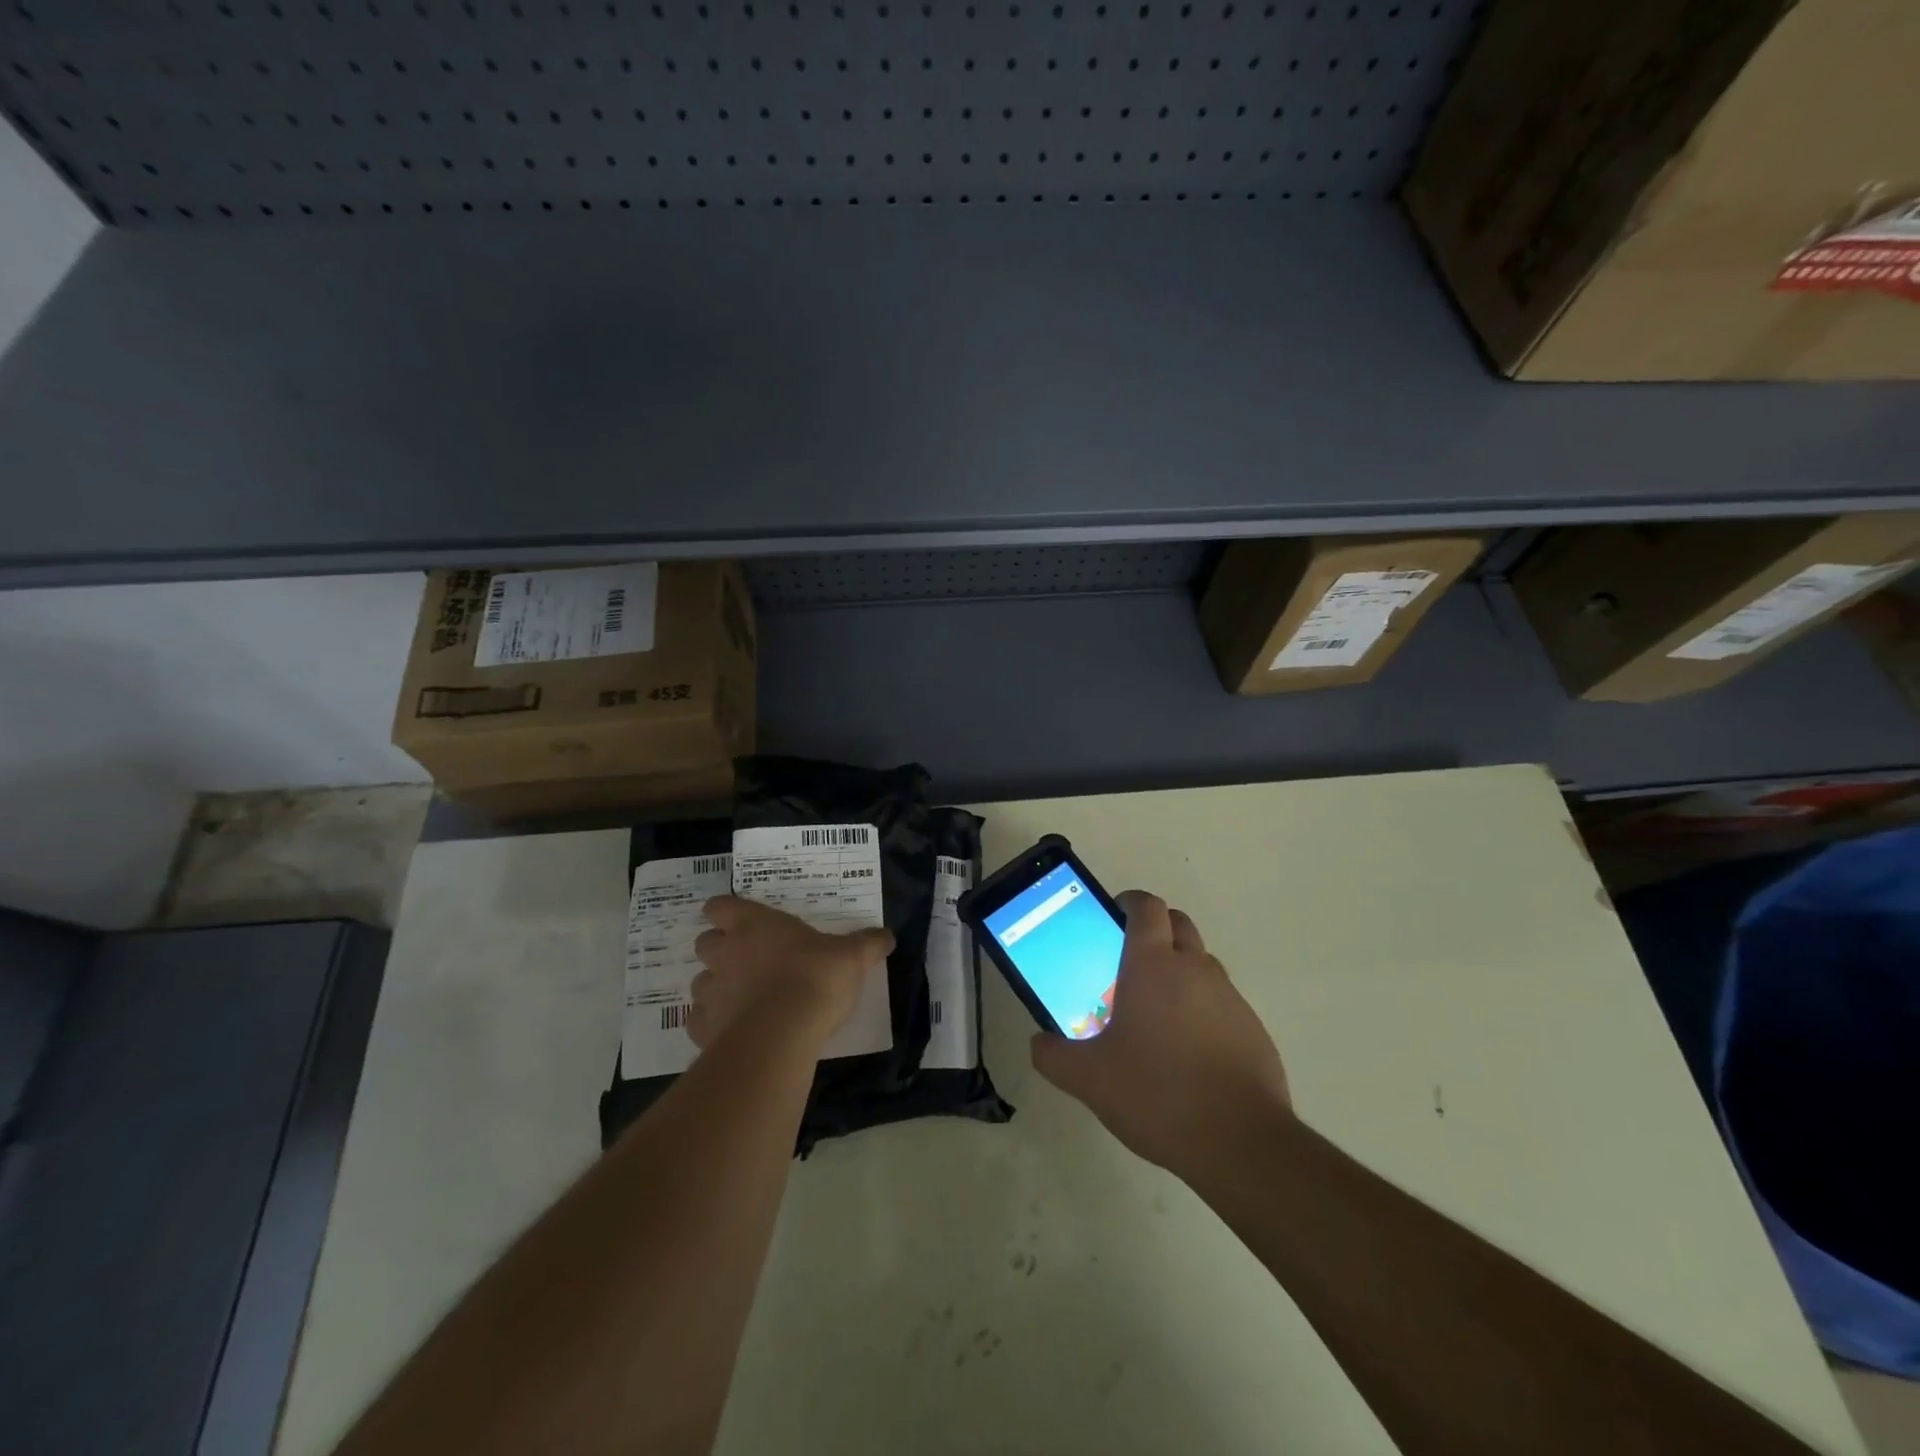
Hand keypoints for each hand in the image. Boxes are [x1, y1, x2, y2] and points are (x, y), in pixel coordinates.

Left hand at [689, 896, 893, 1050]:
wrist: (783, 1032)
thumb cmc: (815, 977)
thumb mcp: (851, 957)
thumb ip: (866, 944)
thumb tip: (887, 936)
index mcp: (753, 924)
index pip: (720, 906)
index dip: (725, 912)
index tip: (738, 921)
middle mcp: (725, 953)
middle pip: (704, 942)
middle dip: (720, 950)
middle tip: (746, 961)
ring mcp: (711, 991)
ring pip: (700, 983)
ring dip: (717, 988)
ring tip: (742, 1000)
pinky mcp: (703, 1029)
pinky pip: (700, 1022)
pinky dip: (713, 1025)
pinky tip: (734, 1032)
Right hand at [1031, 891, 1291, 1179]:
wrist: (1240, 1142)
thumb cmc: (1156, 1094)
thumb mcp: (1089, 1079)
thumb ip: (1055, 1056)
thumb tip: (1039, 1043)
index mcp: (1152, 965)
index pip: (1146, 907)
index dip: (1130, 902)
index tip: (1113, 915)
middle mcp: (1194, 968)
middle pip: (1177, 923)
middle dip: (1155, 929)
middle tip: (1129, 962)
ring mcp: (1229, 997)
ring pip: (1201, 962)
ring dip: (1180, 969)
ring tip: (1156, 1012)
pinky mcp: (1253, 1028)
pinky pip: (1222, 1001)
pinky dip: (1203, 1008)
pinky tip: (1187, 1051)